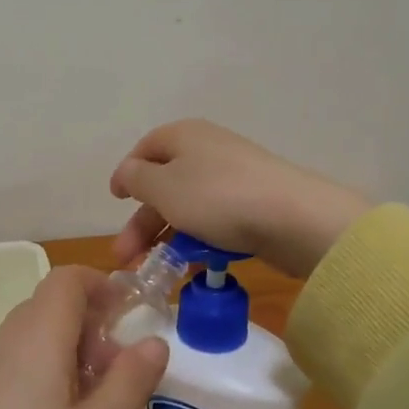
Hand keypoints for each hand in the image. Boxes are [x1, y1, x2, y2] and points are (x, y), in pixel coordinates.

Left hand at [0, 267, 169, 408]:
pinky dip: (44, 366)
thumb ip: (132, 380)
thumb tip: (154, 342)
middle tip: (117, 371)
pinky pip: (15, 357)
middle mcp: (6, 338)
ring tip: (91, 400)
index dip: (102, 285)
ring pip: (34, 332)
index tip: (128, 315)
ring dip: (69, 347)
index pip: (68, 278)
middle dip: (92, 323)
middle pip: (52, 304)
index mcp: (39, 335)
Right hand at [110, 120, 372, 278]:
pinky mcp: (255, 204)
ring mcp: (234, 177)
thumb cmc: (216, 197)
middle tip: (126, 258)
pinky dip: (201, 241)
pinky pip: (217, 221)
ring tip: (159, 271)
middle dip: (143, 223)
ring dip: (169, 238)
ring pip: (190, 207)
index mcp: (183, 136)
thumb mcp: (163, 187)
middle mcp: (208, 150)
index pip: (145, 149)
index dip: (127, 175)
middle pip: (165, 184)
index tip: (115, 202)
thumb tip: (129, 173)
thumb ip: (136, 178)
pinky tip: (196, 267)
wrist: (293, 218)